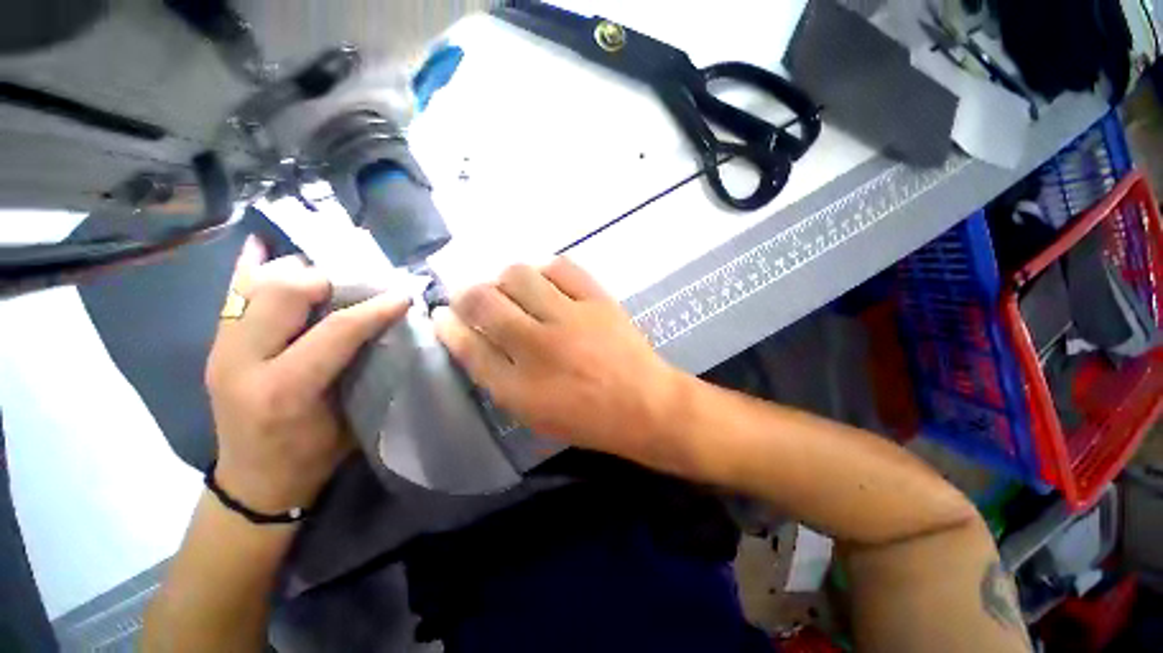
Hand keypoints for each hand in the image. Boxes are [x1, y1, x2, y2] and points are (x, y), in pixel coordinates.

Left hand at [205, 238, 409, 514]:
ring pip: (256, 285)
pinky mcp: (215, 345)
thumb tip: (391, 326)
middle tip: (362, 286)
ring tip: (331, 278)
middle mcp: (241, 363)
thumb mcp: (351, 418)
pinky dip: (249, 268)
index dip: (374, 308)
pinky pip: (231, 294)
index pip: (334, 331)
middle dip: (330, 280)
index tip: (403, 295)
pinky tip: (264, 248)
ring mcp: (220, 350)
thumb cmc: (313, 455)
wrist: (256, 479)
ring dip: (299, 272)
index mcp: (283, 391)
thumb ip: (366, 369)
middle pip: (283, 293)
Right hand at [433, 258, 684, 469]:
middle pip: (483, 302)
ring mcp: (570, 318)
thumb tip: (469, 339)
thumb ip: (498, 377)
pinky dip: (545, 271)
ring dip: (505, 280)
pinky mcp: (598, 300)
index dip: (448, 326)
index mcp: (518, 387)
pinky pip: (560, 267)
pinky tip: (546, 283)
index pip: (466, 345)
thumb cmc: (588, 418)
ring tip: (514, 291)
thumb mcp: (533, 413)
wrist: (645, 404)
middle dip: (466, 294)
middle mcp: (538, 347)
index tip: (441, 315)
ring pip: (517, 276)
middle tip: (473, 298)